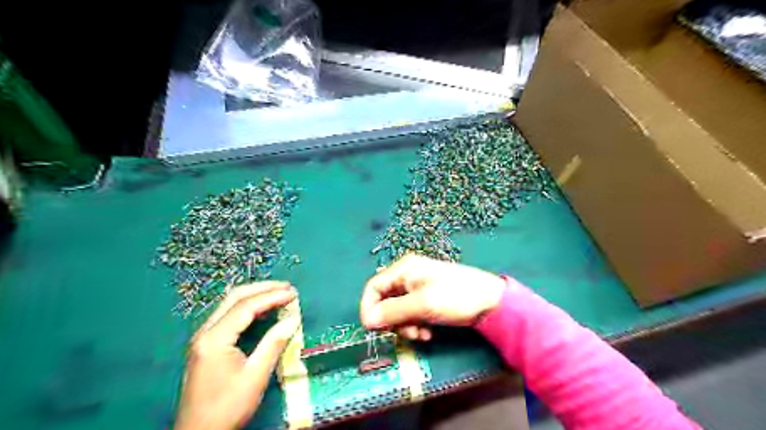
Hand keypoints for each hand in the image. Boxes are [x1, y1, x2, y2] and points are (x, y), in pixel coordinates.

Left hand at [175, 283, 298, 429]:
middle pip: (234, 297)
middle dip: (263, 288)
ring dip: (255, 296)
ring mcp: (203, 337)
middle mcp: (205, 332)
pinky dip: (248, 307)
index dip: (272, 296)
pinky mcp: (206, 344)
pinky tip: (263, 311)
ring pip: (230, 304)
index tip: (293, 293)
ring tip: (279, 294)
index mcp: (214, 339)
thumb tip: (293, 319)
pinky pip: (228, 315)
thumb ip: (274, 343)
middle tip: (287, 287)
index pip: (246, 306)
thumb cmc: (227, 407)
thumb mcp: (255, 376)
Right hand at [361, 253, 507, 340]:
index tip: (373, 329)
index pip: (373, 287)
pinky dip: (415, 324)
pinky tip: (428, 332)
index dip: (369, 308)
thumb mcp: (422, 305)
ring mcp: (417, 287)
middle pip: (384, 300)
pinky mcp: (427, 298)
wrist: (491, 302)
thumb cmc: (455, 297)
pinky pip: (410, 313)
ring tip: (421, 334)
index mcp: (403, 269)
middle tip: (407, 332)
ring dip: (405, 325)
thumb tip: (367, 321)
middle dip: (392, 320)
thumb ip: (393, 312)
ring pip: (397, 310)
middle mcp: (407, 275)